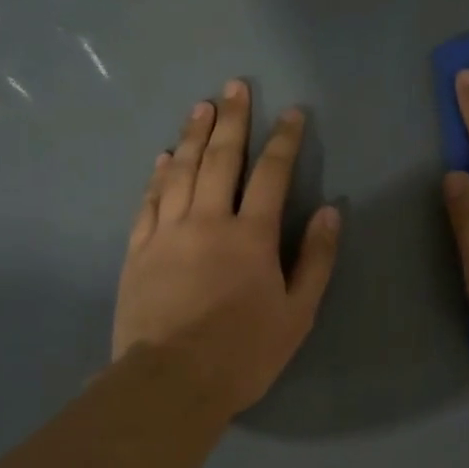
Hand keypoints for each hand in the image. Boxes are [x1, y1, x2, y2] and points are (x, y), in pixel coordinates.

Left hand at [113, 81, 340, 416]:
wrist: (172, 381)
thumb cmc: (244, 353)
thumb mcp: (297, 314)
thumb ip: (315, 261)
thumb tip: (330, 214)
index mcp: (251, 237)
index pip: (272, 175)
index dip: (285, 141)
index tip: (293, 113)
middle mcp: (208, 221)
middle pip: (221, 159)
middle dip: (233, 120)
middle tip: (236, 86)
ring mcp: (167, 232)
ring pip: (181, 171)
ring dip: (193, 135)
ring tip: (202, 107)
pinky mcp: (138, 250)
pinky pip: (149, 200)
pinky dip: (159, 174)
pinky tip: (165, 157)